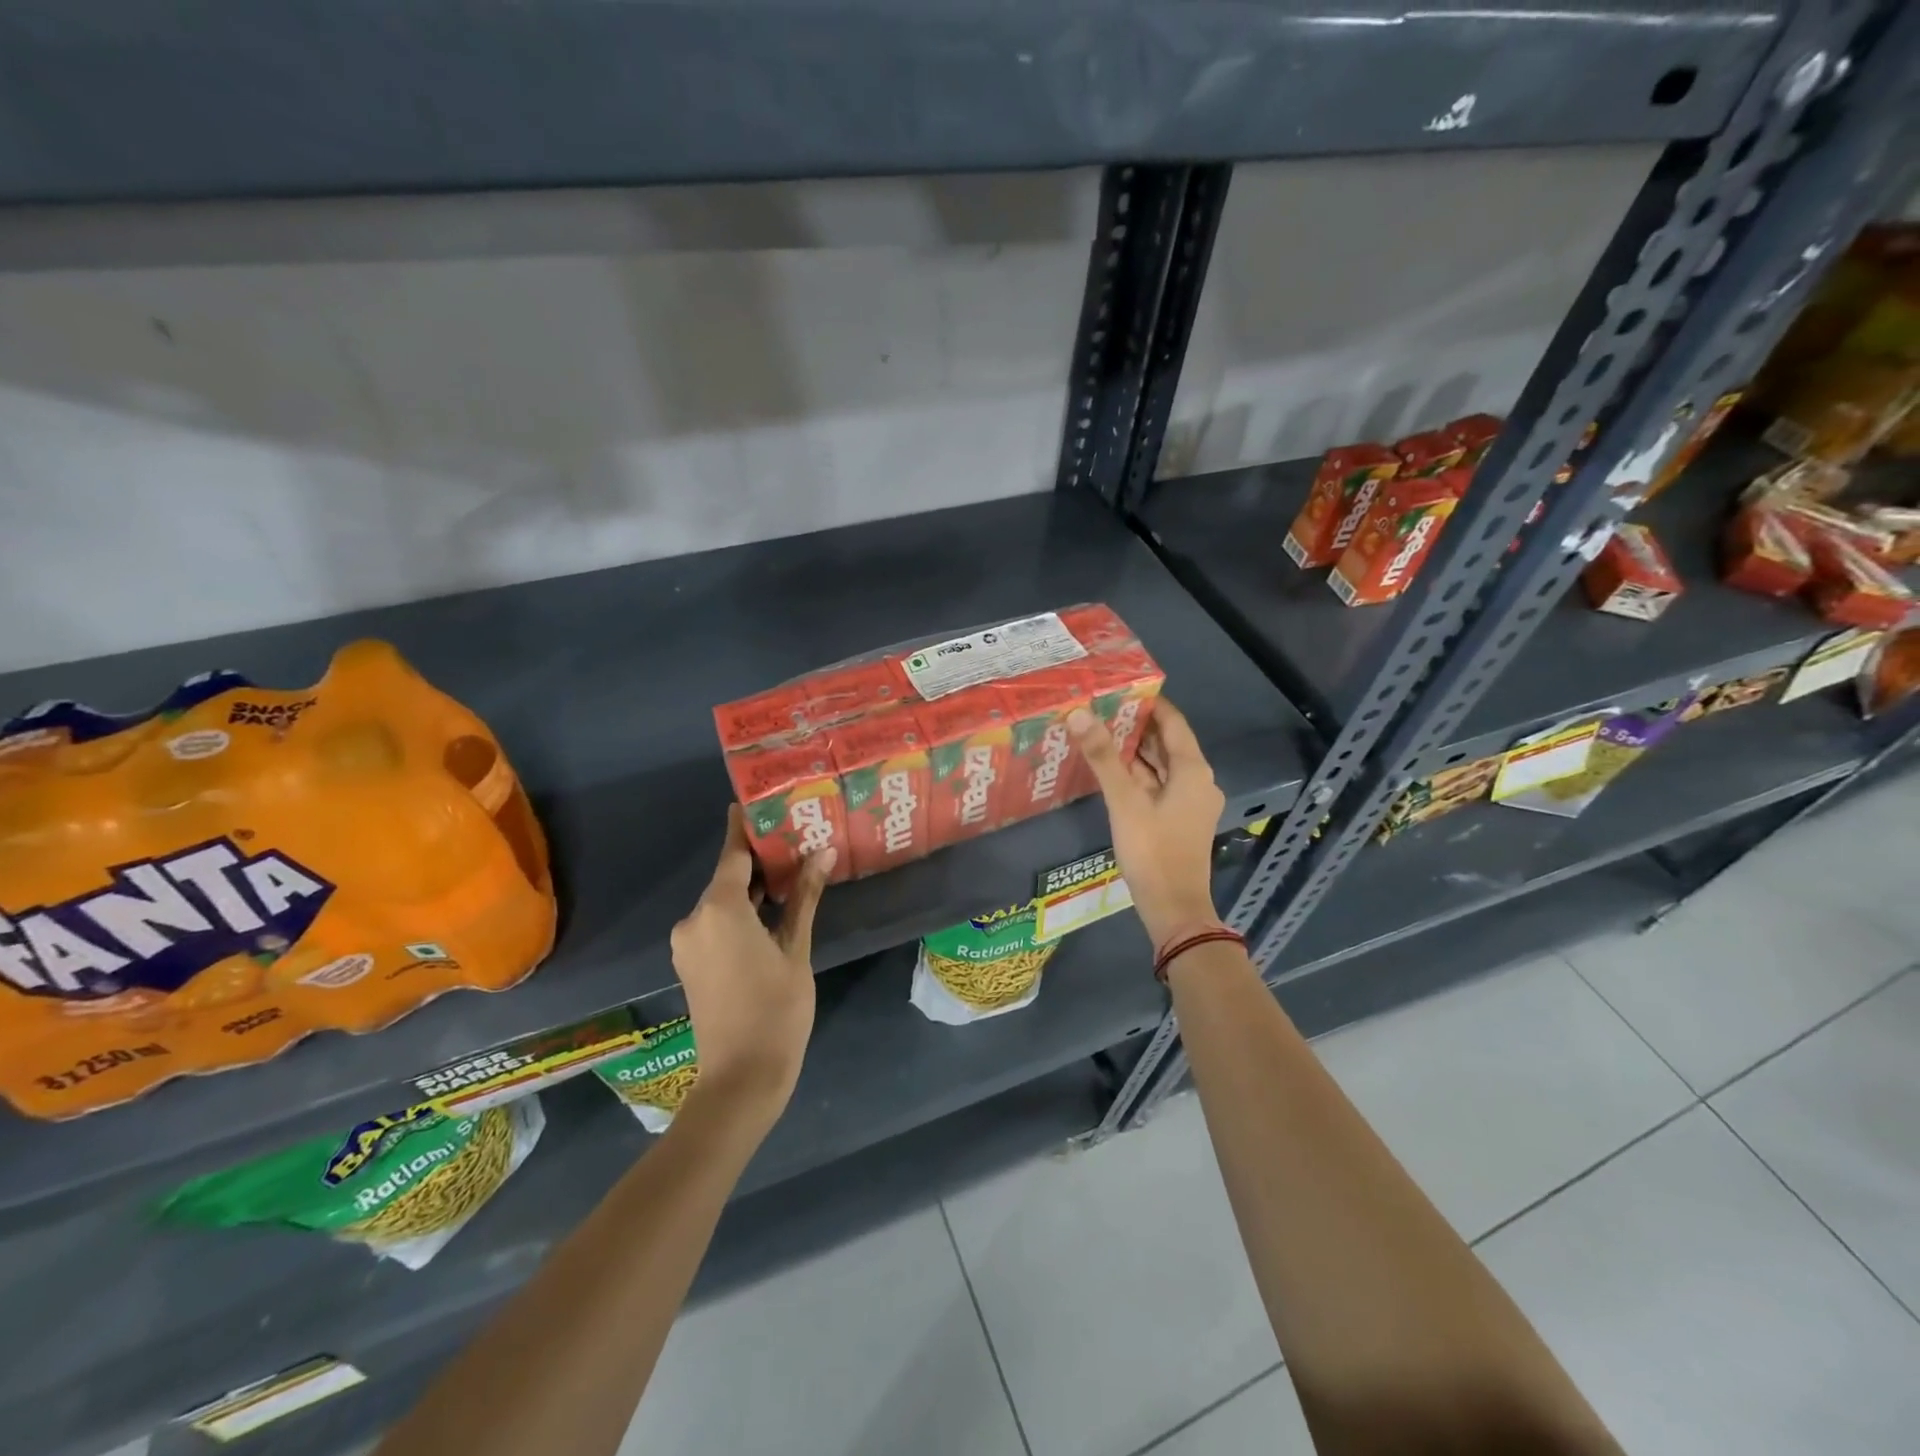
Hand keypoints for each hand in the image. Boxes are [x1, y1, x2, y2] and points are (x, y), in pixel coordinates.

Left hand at [668, 807, 833, 1119]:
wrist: (740, 1079)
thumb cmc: (775, 1009)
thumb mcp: (796, 949)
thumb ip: (804, 897)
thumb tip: (823, 852)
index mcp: (718, 908)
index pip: (733, 853)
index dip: (746, 826)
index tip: (759, 801)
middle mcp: (694, 918)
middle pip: (728, 876)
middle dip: (760, 860)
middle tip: (797, 838)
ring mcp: (688, 942)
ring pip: (723, 902)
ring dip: (752, 889)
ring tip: (792, 872)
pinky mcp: (690, 962)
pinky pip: (716, 923)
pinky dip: (740, 913)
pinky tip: (771, 912)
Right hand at [1069, 699, 1224, 946]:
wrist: (1174, 908)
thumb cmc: (1153, 850)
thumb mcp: (1124, 801)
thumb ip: (1103, 756)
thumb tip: (1080, 713)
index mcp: (1192, 769)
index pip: (1172, 722)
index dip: (1149, 702)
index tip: (1120, 686)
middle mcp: (1197, 780)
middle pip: (1166, 743)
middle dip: (1136, 725)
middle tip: (1101, 706)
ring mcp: (1189, 802)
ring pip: (1161, 765)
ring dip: (1134, 750)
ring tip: (1100, 730)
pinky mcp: (1179, 820)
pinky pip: (1158, 785)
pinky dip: (1137, 774)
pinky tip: (1110, 769)